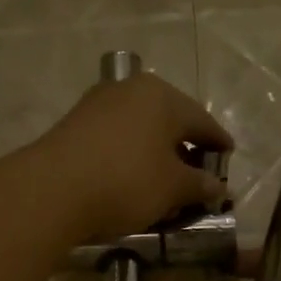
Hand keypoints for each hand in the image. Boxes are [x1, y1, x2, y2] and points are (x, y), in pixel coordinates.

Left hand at [33, 74, 233, 239]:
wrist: (51, 191)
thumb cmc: (126, 182)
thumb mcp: (173, 188)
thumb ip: (200, 185)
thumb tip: (218, 187)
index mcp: (163, 96)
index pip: (203, 121)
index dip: (219, 144)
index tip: (228, 161)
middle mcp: (131, 90)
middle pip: (171, 120)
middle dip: (187, 149)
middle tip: (198, 175)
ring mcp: (99, 104)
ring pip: (142, 129)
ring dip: (157, 153)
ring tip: (166, 181)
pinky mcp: (76, 124)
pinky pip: (117, 137)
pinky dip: (132, 155)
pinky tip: (134, 178)